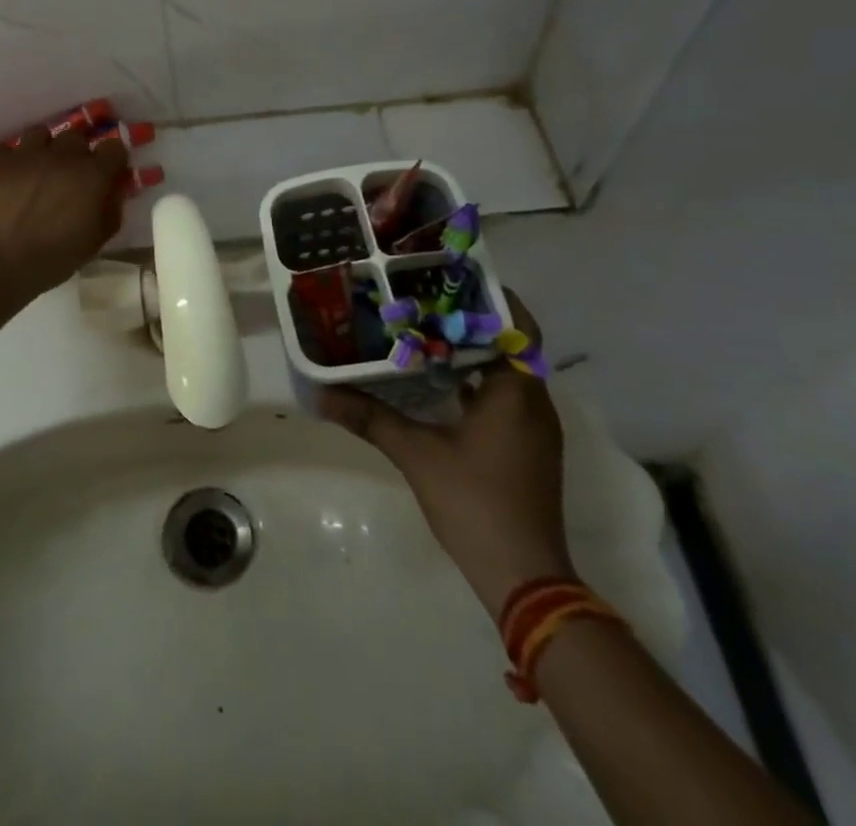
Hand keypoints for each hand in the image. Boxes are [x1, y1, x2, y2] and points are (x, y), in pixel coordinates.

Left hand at [0, 125, 128, 297]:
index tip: (108, 173)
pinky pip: (6, 148)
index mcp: (92, 174)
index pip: (114, 147)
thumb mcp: (94, 243)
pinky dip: (10, 159)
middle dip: (77, 152)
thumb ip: (111, 212)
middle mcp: (62, 155)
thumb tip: (113, 192)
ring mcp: (26, 153)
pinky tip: (8, 176)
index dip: (112, 159)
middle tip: (70, 175)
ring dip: (44, 148)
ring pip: (41, 134)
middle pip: (77, 136)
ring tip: (38, 169)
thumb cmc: (52, 258)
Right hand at [320, 289, 574, 614]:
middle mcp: (534, 402)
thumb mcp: (416, 454)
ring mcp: (534, 429)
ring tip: (427, 334)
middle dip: (473, 322)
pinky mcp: (528, 449)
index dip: (493, 298)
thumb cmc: (475, 503)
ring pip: (508, 373)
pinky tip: (439, 385)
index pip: (518, 326)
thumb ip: (369, 418)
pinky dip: (478, 383)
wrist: (525, 577)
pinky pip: (506, 398)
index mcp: (515, 392)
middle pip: (511, 345)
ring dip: (475, 353)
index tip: (453, 279)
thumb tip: (320, 394)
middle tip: (426, 301)